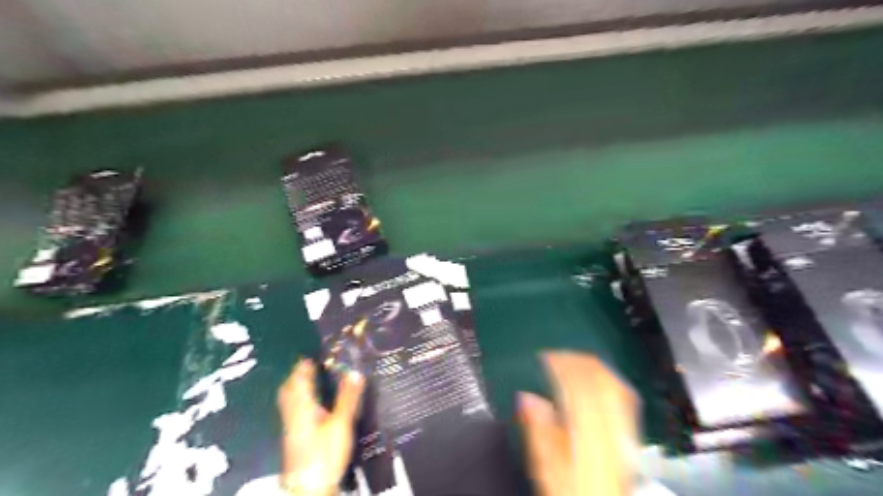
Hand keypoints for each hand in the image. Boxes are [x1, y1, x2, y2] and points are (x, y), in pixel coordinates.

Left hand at [278, 359, 364, 493]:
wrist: (310, 487)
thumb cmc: (325, 453)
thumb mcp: (341, 424)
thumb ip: (348, 398)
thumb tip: (355, 373)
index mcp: (303, 408)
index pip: (299, 382)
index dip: (302, 368)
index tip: (308, 357)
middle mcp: (294, 416)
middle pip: (289, 392)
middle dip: (295, 378)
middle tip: (305, 368)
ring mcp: (292, 429)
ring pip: (289, 403)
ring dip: (295, 390)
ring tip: (307, 384)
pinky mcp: (295, 440)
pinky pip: (293, 413)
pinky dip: (299, 403)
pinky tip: (310, 409)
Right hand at [519, 353, 641, 495]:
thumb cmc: (573, 489)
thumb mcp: (548, 466)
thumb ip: (538, 430)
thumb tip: (526, 396)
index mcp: (589, 432)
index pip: (579, 385)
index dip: (561, 365)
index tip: (545, 356)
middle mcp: (612, 427)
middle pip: (600, 380)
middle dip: (577, 361)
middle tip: (557, 354)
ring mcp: (624, 429)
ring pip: (614, 385)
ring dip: (593, 367)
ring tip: (574, 359)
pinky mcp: (629, 434)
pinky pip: (624, 396)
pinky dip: (607, 379)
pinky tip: (598, 377)